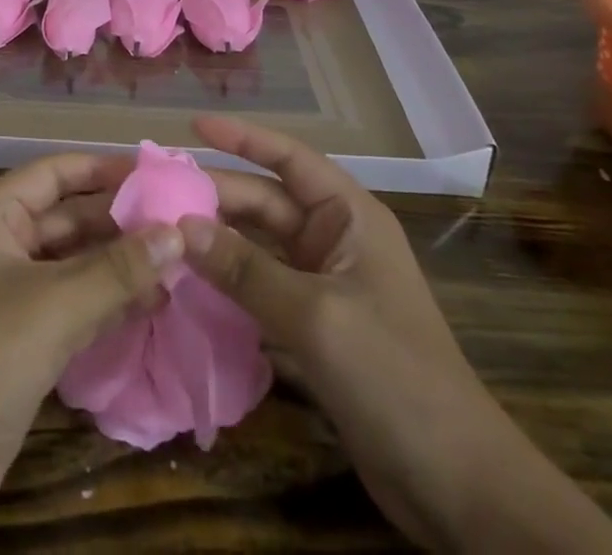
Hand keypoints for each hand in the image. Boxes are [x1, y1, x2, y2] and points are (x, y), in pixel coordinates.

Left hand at [0, 153, 182, 554]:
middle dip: (120, 220)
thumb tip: (178, 233)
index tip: (156, 174)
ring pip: (76, 264)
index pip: (56, 172)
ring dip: (120, 264)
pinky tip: (152, 304)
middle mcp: (5, 245)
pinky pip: (75, 305)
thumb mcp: (55, 304)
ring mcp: (15, 295)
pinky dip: (110, 302)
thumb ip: (118, 268)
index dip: (103, 169)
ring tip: (178, 264)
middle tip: (180, 223)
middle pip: (70, 217)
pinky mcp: (25, 341)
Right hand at [178, 115, 474, 401]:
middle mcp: (334, 239)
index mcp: (348, 216)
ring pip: (257, 246)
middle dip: (214, 195)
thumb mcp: (314, 316)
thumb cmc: (393, 376)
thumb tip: (180, 227)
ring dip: (215, 241)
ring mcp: (324, 284)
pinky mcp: (314, 327)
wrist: (457, 486)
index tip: (192, 124)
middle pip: (263, 202)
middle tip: (155, 194)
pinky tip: (187, 284)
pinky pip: (260, 287)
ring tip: (160, 233)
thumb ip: (245, 270)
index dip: (241, 137)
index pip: (288, 158)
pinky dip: (227, 283)